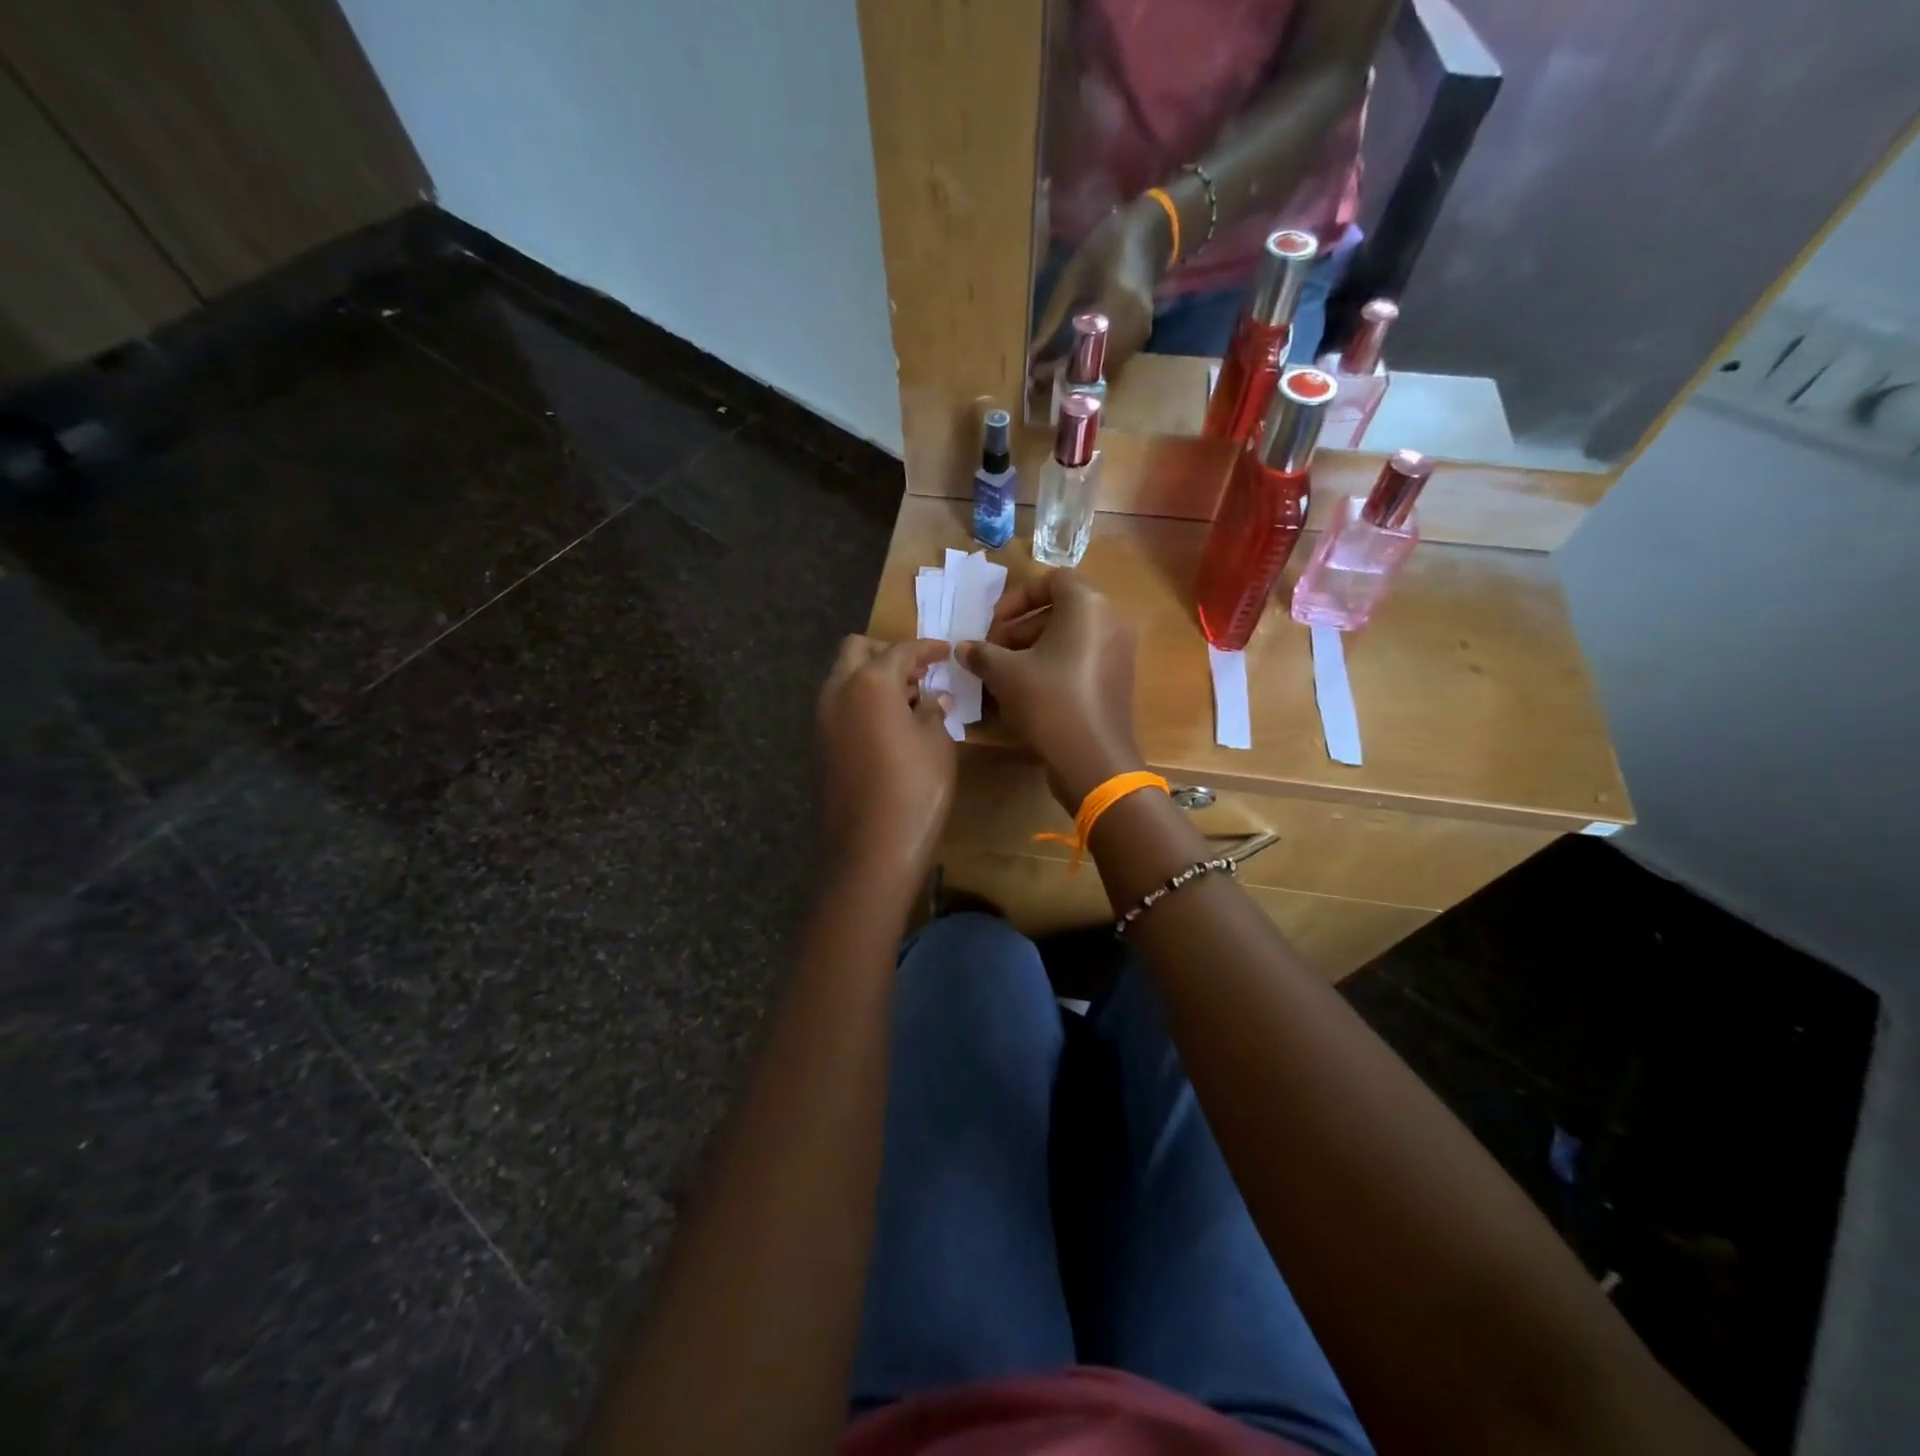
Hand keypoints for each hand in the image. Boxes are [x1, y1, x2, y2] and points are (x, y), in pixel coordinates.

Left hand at [816, 636, 956, 880]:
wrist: (871, 848)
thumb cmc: (915, 789)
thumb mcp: (937, 744)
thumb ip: (934, 711)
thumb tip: (933, 699)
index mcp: (870, 683)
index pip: (900, 650)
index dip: (927, 648)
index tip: (947, 651)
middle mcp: (838, 692)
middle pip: (857, 651)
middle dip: (888, 653)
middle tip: (919, 672)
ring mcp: (823, 720)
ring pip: (844, 678)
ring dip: (872, 677)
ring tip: (909, 700)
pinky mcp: (820, 746)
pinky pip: (840, 706)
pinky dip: (862, 702)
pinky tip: (889, 725)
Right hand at [956, 573, 1143, 811]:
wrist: (1093, 759)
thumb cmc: (1048, 702)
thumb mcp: (1005, 673)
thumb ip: (981, 653)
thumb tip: (962, 647)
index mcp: (1087, 606)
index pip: (1053, 579)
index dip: (1018, 597)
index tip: (994, 623)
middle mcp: (1110, 620)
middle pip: (1061, 609)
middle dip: (1022, 627)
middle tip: (994, 651)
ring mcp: (1119, 652)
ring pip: (1071, 636)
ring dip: (1035, 648)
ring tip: (1005, 674)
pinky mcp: (1118, 680)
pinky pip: (1082, 658)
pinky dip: (1056, 665)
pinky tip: (1029, 692)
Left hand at [1029, 196, 1171, 385]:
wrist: (1149, 235)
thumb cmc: (1107, 247)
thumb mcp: (1072, 277)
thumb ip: (1053, 318)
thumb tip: (1032, 354)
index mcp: (1117, 303)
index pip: (1085, 351)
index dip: (1059, 368)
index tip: (1035, 374)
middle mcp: (1134, 326)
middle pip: (1098, 370)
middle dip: (1068, 378)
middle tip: (1042, 377)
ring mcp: (1141, 335)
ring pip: (1107, 373)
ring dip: (1081, 376)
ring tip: (1055, 370)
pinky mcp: (1142, 339)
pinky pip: (1115, 365)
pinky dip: (1094, 368)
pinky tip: (1076, 361)